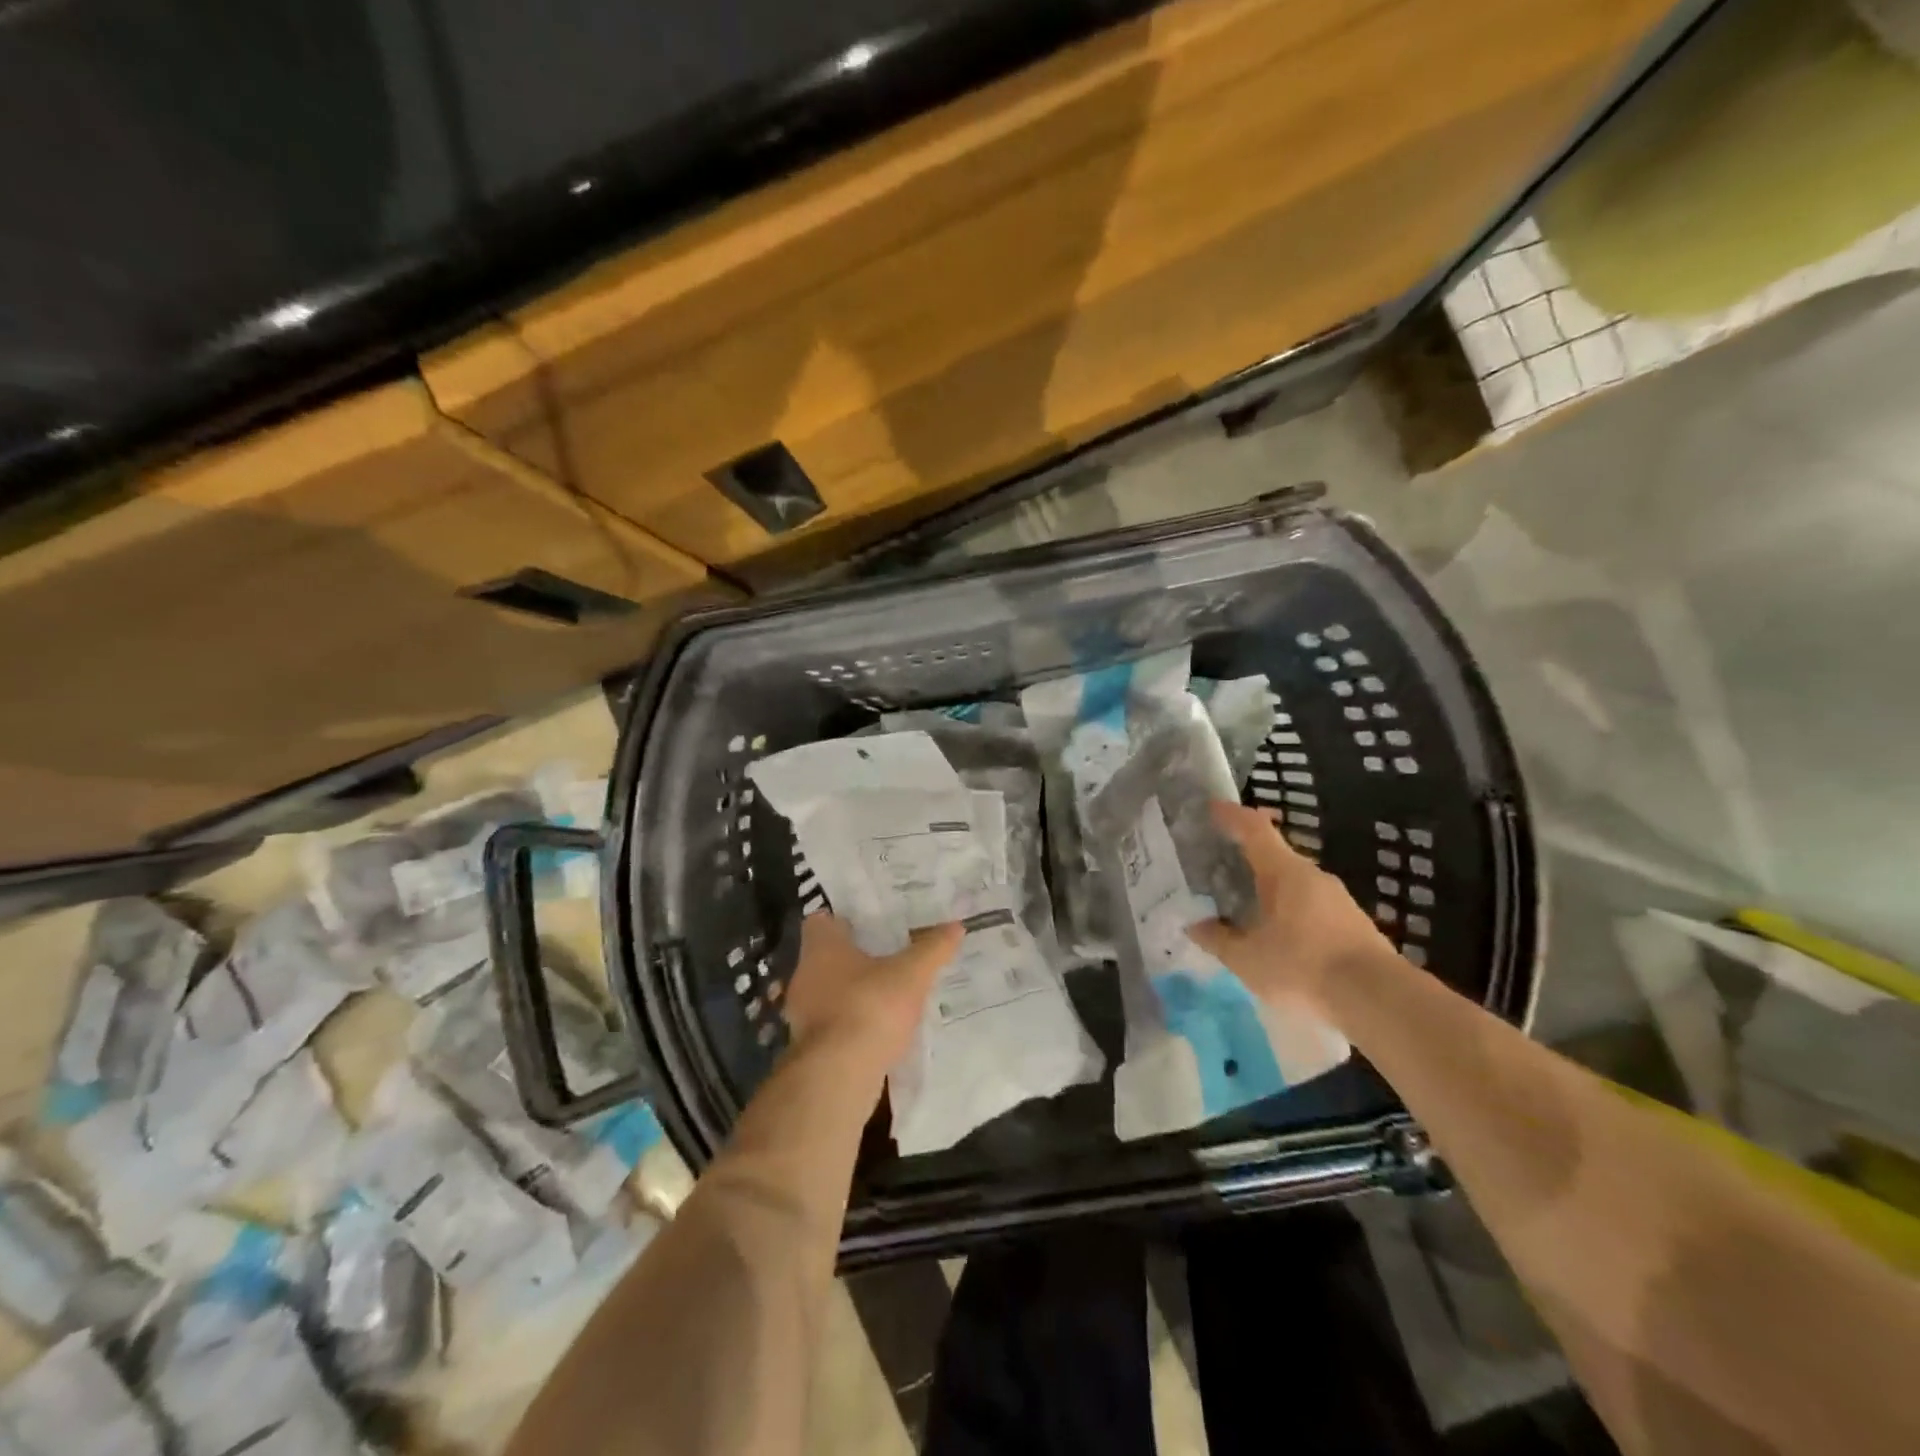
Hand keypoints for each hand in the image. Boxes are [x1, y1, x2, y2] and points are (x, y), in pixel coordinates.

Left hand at [782, 914, 962, 1070]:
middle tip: (889, 953)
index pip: (821, 921)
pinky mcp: (810, 1045)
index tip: (871, 922)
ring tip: (888, 991)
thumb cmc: (871, 1007)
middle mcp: (805, 975)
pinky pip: (833, 1023)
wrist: (839, 1075)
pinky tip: (879, 1027)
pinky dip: (852, 1022)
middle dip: (855, 956)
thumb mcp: (912, 974)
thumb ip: (933, 948)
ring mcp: (803, 1013)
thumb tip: (956, 925)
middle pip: (827, 956)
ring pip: (829, 991)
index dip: (845, 919)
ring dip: (853, 992)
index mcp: (821, 947)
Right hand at [1189, 801, 1391, 1022]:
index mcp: (1284, 872)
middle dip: (1246, 858)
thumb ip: (1218, 939)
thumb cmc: (1302, 966)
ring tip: (1243, 905)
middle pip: (1274, 855)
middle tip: (1218, 867)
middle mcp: (1313, 876)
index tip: (1211, 808)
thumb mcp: (1246, 958)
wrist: (1378, 1000)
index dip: (1231, 816)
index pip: (1254, 829)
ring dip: (1268, 888)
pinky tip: (1276, 935)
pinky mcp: (1353, 925)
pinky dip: (1288, 910)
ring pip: (1293, 883)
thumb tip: (1195, 925)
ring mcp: (1338, 900)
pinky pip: (1310, 906)